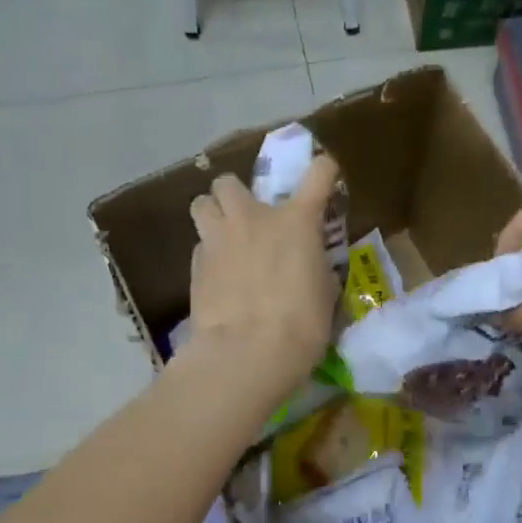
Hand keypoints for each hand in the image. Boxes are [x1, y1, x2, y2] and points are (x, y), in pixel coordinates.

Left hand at [181, 156, 340, 402]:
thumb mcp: (324, 293)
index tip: (325, 174)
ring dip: (212, 213)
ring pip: (201, 203)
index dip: (324, 169)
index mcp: (296, 221)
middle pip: (229, 181)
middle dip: (237, 194)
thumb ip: (315, 266)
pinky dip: (209, 253)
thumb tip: (309, 264)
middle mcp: (253, 218)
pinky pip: (200, 245)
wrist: (248, 353)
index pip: (318, 174)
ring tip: (223, 235)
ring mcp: (218, 239)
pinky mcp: (195, 265)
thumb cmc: (301, 325)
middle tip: (249, 216)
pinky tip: (218, 276)